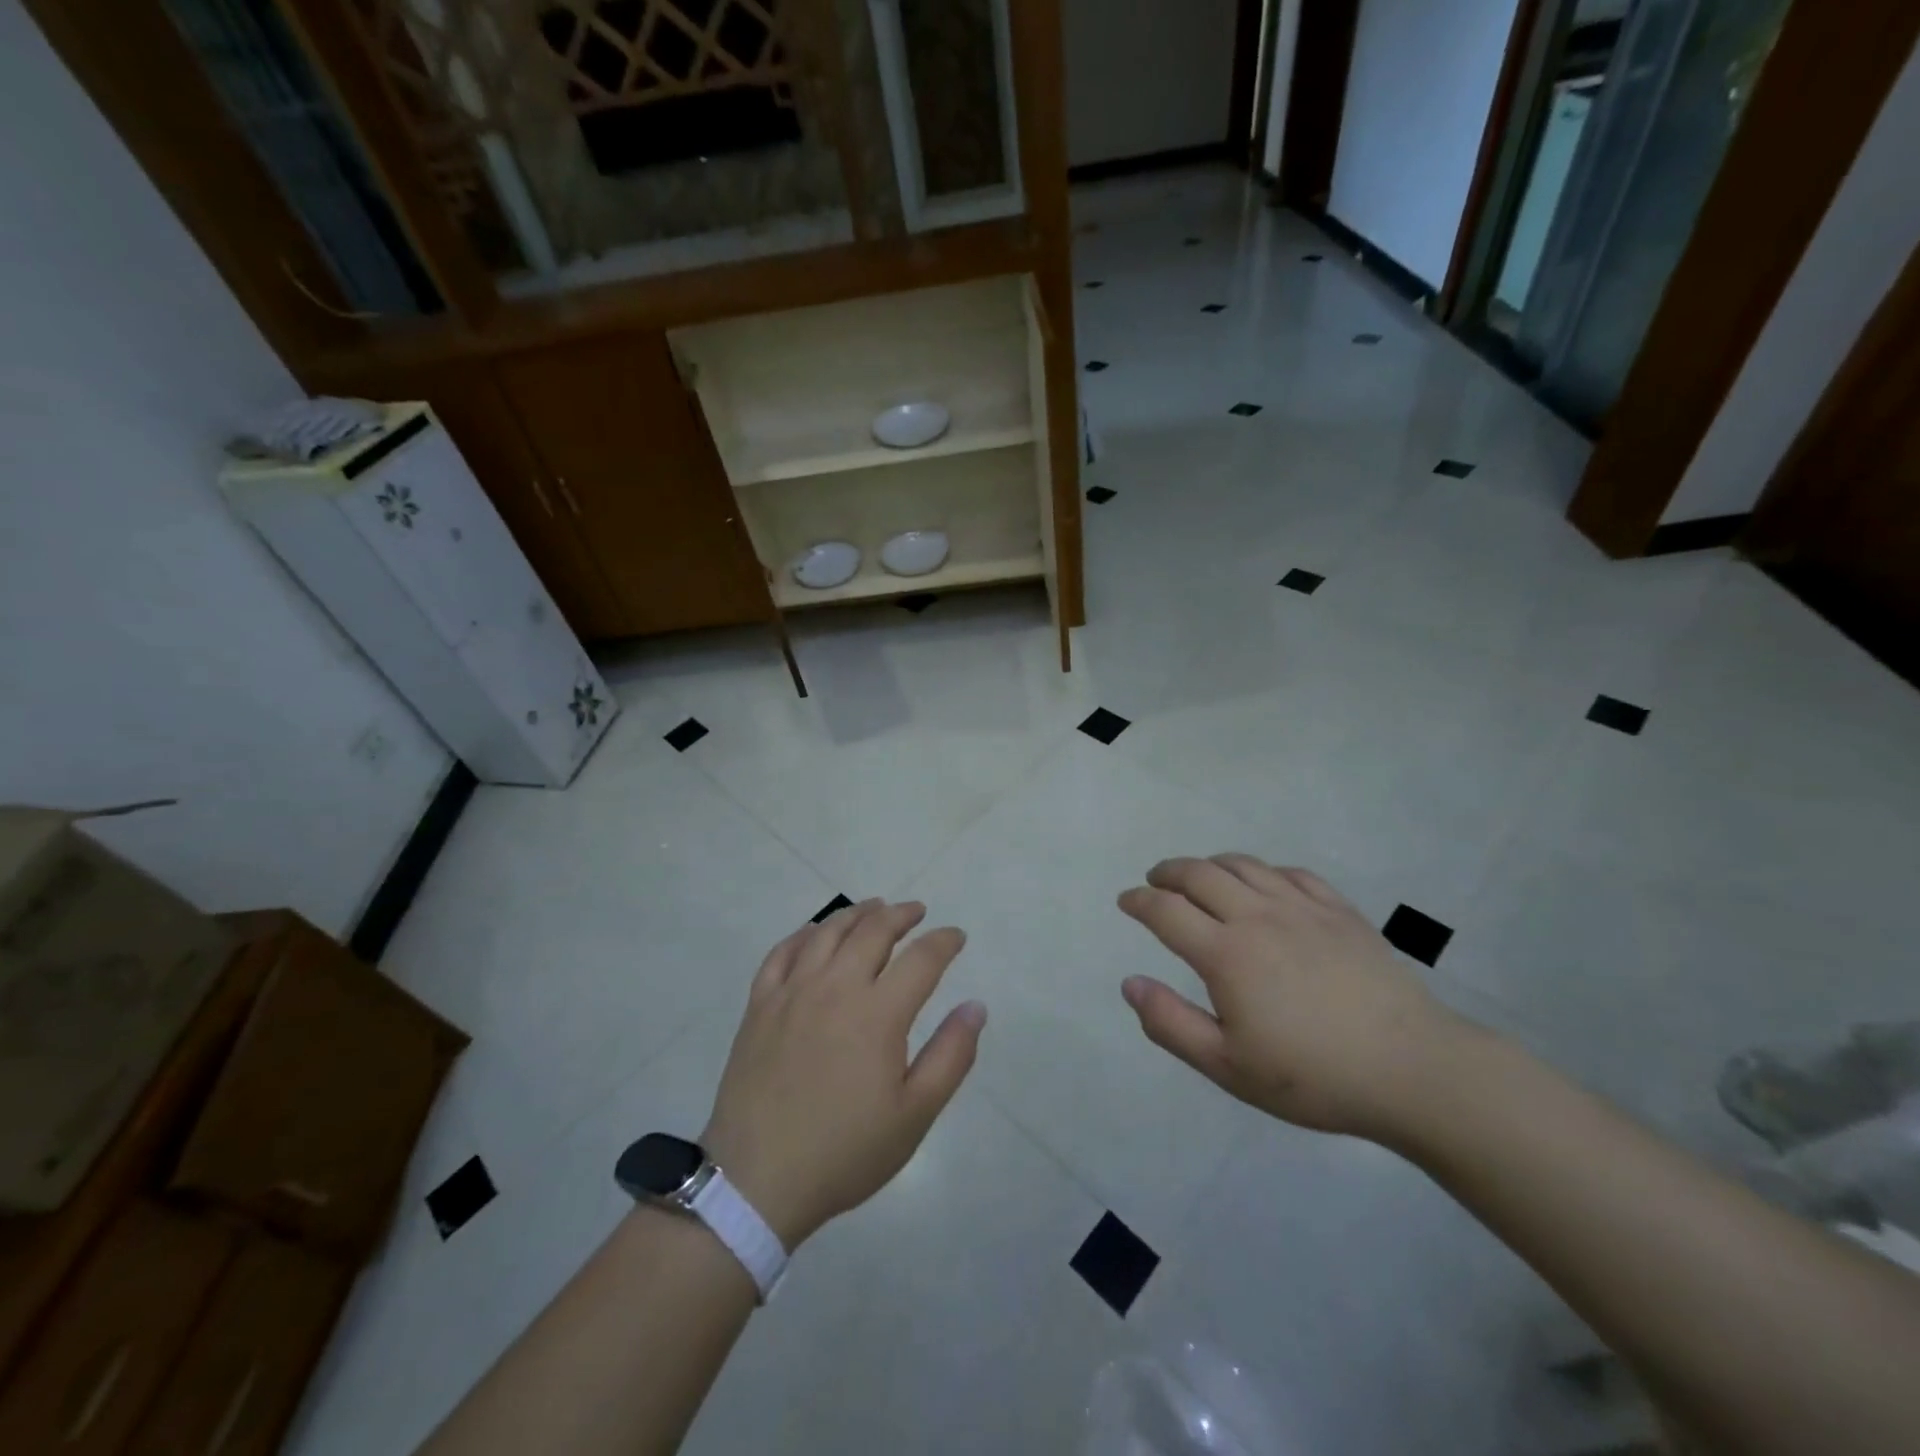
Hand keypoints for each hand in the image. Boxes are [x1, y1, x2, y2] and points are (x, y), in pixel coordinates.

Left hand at [700, 900, 985, 1248]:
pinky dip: (804, 934)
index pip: (921, 958)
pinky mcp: (760, 1005)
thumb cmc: (845, 1151)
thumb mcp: (915, 1114)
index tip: (956, 936)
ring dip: (856, 914)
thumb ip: (951, 1055)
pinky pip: (782, 953)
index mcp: (878, 1012)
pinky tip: (815, 932)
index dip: (944, 941)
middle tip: (917, 912)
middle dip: (901, 915)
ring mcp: (792, 992)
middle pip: (873, 931)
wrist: (757, 1180)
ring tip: (874, 908)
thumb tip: (976, 1006)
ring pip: (828, 932)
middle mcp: (836, 987)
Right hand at [1117, 855, 1472, 1142]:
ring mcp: (1302, 908)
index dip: (1139, 901)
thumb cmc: (1313, 1076)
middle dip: (1168, 872)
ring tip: (1199, 876)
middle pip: (1199, 874)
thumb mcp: (1228, 1066)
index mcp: (1226, 953)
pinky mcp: (1340, 911)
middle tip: (1155, 881)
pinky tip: (1263, 885)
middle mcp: (1258, 917)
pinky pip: (1291, 873)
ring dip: (1210, 864)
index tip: (1126, 901)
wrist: (1412, 1070)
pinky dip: (1263, 871)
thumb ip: (1171, 1023)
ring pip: (1243, 865)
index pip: (1166, 910)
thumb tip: (1130, 983)